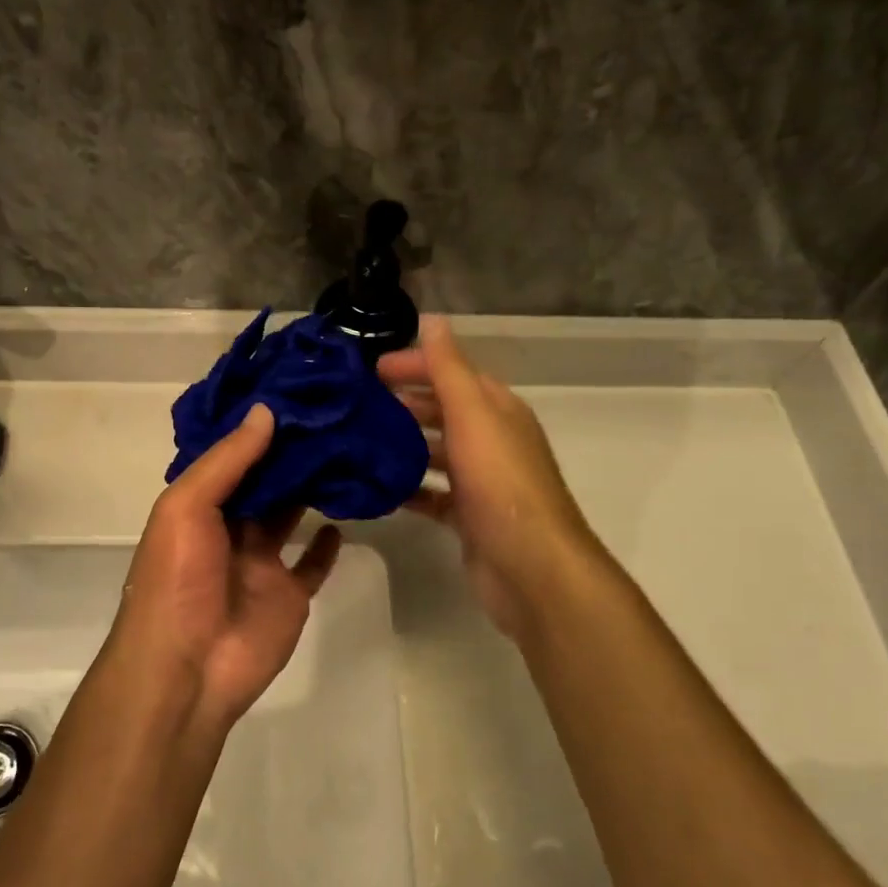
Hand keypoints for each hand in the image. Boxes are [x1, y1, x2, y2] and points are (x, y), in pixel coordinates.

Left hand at [111, 403, 342, 730]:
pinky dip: (326, 544)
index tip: (292, 394)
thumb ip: (227, 460)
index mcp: (198, 506)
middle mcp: (229, 528)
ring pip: (290, 515)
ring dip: (311, 488)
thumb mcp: (187, 507)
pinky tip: (345, 516)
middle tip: (332, 415)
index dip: (255, 428)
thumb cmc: (178, 579)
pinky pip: (311, 564)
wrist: (188, 668)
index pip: (230, 457)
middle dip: (290, 453)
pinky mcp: (289, 593)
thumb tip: (266, 412)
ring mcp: (260, 562)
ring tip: (346, 450)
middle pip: (264, 482)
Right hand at [378, 317, 609, 639]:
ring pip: (436, 452)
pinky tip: (377, 488)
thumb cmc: (501, 483)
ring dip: (403, 444)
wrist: (531, 567)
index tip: (371, 369)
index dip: (415, 365)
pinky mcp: (469, 517)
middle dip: (404, 403)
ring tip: (359, 441)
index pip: (453, 373)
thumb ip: (449, 368)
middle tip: (357, 404)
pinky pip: (433, 494)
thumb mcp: (473, 415)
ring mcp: (481, 481)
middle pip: (443, 411)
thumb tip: (433, 319)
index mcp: (497, 410)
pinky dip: (408, 488)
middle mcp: (492, 440)